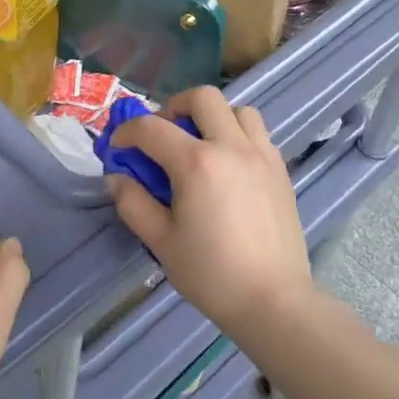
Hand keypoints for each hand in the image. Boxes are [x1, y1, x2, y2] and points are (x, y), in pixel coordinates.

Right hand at [106, 87, 312, 340]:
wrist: (273, 301)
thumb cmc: (211, 273)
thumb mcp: (160, 241)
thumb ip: (134, 202)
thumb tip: (118, 177)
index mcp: (196, 162)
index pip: (152, 128)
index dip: (127, 132)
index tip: (118, 148)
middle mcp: (231, 146)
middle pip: (202, 97)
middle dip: (174, 107)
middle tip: (163, 134)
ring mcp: (261, 155)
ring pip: (237, 109)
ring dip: (212, 117)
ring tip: (200, 144)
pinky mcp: (280, 169)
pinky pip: (257, 133)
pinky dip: (237, 134)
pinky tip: (227, 165)